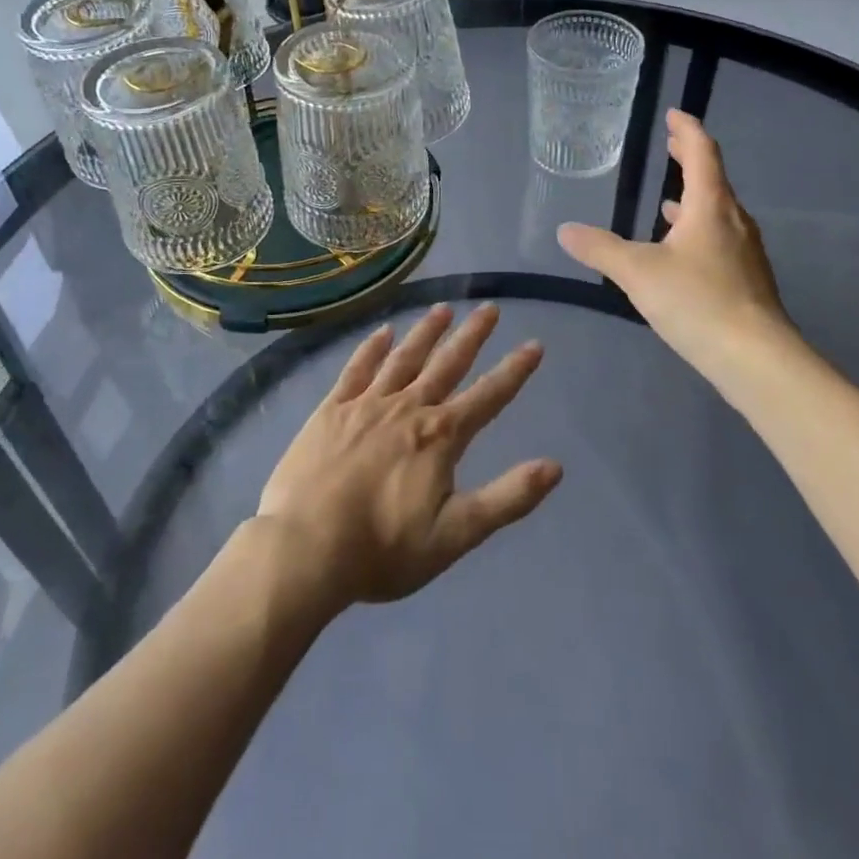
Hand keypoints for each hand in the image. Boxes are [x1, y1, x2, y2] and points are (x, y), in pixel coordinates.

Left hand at [257, 304, 560, 609]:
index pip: (489, 396)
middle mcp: (408, 408)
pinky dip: (372, 348)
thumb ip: (507, 498)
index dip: (514, 370)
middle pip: (447, 364)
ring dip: (426, 332)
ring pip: (404, 358)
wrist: (304, 549)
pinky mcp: (331, 410)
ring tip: (443, 309)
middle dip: (472, 336)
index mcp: (440, 436)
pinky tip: (383, 333)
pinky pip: (357, 369)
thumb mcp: (455, 535)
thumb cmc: (383, 549)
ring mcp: (367, 404)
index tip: (534, 345)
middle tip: (489, 308)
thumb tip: (555, 466)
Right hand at [558, 110, 797, 379]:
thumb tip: (565, 230)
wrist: (756, 358)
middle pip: (714, 178)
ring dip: (694, 199)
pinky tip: (682, 252)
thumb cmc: (698, 302)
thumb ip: (600, 250)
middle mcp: (733, 221)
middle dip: (690, 159)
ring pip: (718, 212)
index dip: (687, 130)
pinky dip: (698, 231)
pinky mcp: (747, 279)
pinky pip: (720, 239)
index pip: (702, 153)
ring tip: (669, 200)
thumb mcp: (638, 273)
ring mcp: (745, 252)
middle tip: (670, 145)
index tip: (673, 115)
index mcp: (711, 206)